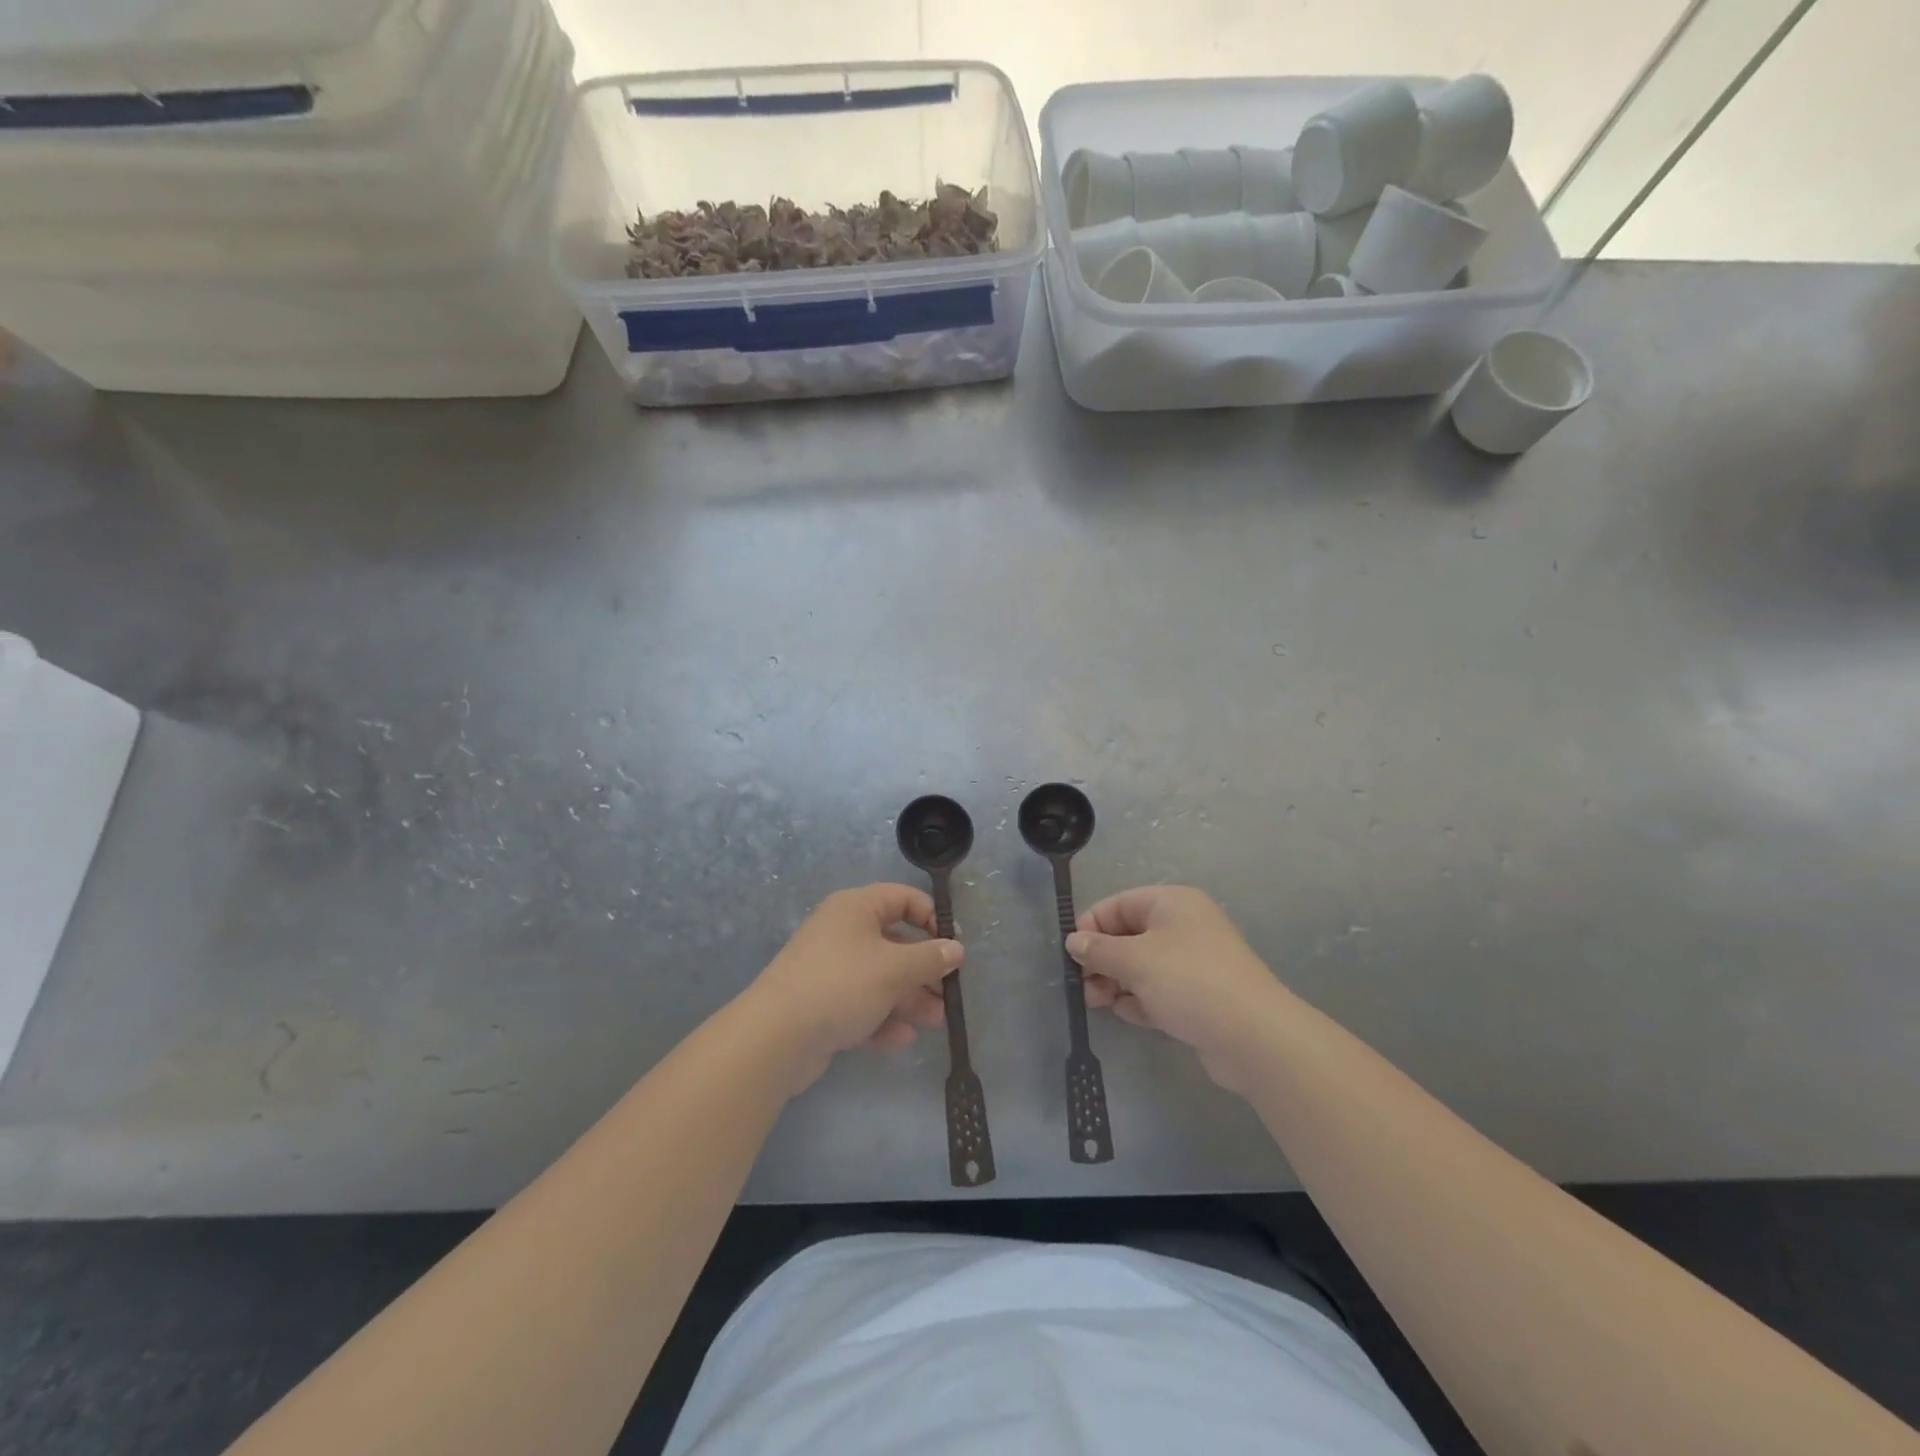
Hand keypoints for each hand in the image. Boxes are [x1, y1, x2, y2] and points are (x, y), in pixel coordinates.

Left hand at [748, 883, 961, 1089]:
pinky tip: (901, 1039)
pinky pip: (860, 1004)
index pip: (902, 898)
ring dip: (909, 998)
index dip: (931, 917)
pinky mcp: (821, 1004)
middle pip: (894, 942)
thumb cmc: (842, 984)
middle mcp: (842, 932)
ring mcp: (830, 969)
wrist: (777, 1036)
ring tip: (935, 1021)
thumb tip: (956, 948)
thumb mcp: (895, 969)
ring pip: (879, 977)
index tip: (953, 945)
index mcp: (856, 908)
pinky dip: (881, 1018)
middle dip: (923, 969)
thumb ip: (930, 958)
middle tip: (948, 993)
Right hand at [1068, 886, 1283, 1092]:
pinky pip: (1158, 990)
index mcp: (1172, 903)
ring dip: (1116, 981)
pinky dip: (1139, 999)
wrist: (1253, 1036)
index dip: (1092, 925)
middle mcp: (1184, 926)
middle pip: (1129, 935)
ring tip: (1097, 1002)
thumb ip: (1099, 950)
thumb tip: (1073, 941)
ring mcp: (1194, 963)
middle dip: (1102, 958)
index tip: (1071, 953)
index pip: (1119, 904)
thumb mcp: (1135, 960)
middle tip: (1082, 984)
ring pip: (1142, 965)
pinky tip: (1126, 1014)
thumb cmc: (1189, 981)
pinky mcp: (1199, 997)